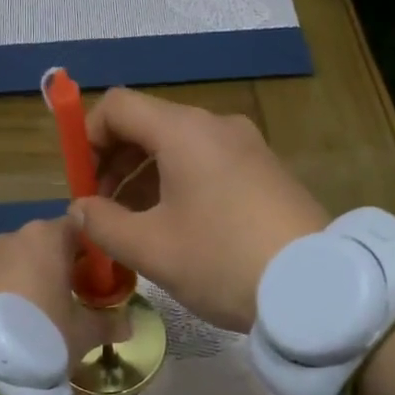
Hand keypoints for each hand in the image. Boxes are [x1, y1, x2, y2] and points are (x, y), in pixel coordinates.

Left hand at [0, 217, 113, 360]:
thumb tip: (128, 325)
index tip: (99, 279)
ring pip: (17, 261)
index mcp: (48, 237)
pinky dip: (4, 293)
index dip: (92, 251)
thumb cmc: (42, 333)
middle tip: (72, 300)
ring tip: (37, 316)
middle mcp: (13, 237)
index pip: (80, 228)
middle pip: (46, 244)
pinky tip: (8, 323)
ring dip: (29, 280)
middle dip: (60, 267)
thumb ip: (108, 324)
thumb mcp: (84, 334)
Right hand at [72, 88, 328, 330]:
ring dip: (144, 179)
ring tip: (134, 227)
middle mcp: (216, 126)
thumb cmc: (222, 259)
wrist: (315, 288)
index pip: (117, 107)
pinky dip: (179, 185)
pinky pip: (208, 164)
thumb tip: (79, 209)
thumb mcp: (151, 248)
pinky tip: (176, 228)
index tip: (80, 183)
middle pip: (148, 125)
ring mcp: (247, 147)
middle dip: (114, 163)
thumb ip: (102, 224)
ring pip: (178, 148)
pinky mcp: (265, 171)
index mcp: (184, 131)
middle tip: (101, 211)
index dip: (86, 138)